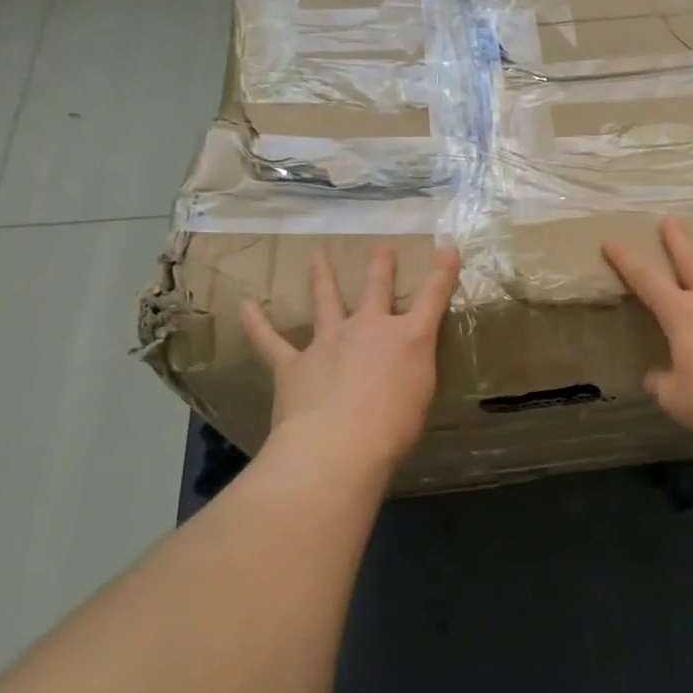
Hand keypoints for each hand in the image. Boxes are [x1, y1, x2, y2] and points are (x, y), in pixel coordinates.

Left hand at [239, 245, 460, 477]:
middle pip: (376, 288)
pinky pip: (271, 340)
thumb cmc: (394, 429)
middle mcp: (369, 329)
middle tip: (383, 249)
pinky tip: (245, 305)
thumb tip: (401, 368)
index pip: (433, 297)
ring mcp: (329, 342)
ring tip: (317, 255)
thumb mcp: (421, 396)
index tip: (447, 246)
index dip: (442, 270)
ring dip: (322, 276)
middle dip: (381, 266)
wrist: (339, 446)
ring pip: (326, 301)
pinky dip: (256, 323)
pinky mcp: (294, 364)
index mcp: (409, 339)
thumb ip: (412, 373)